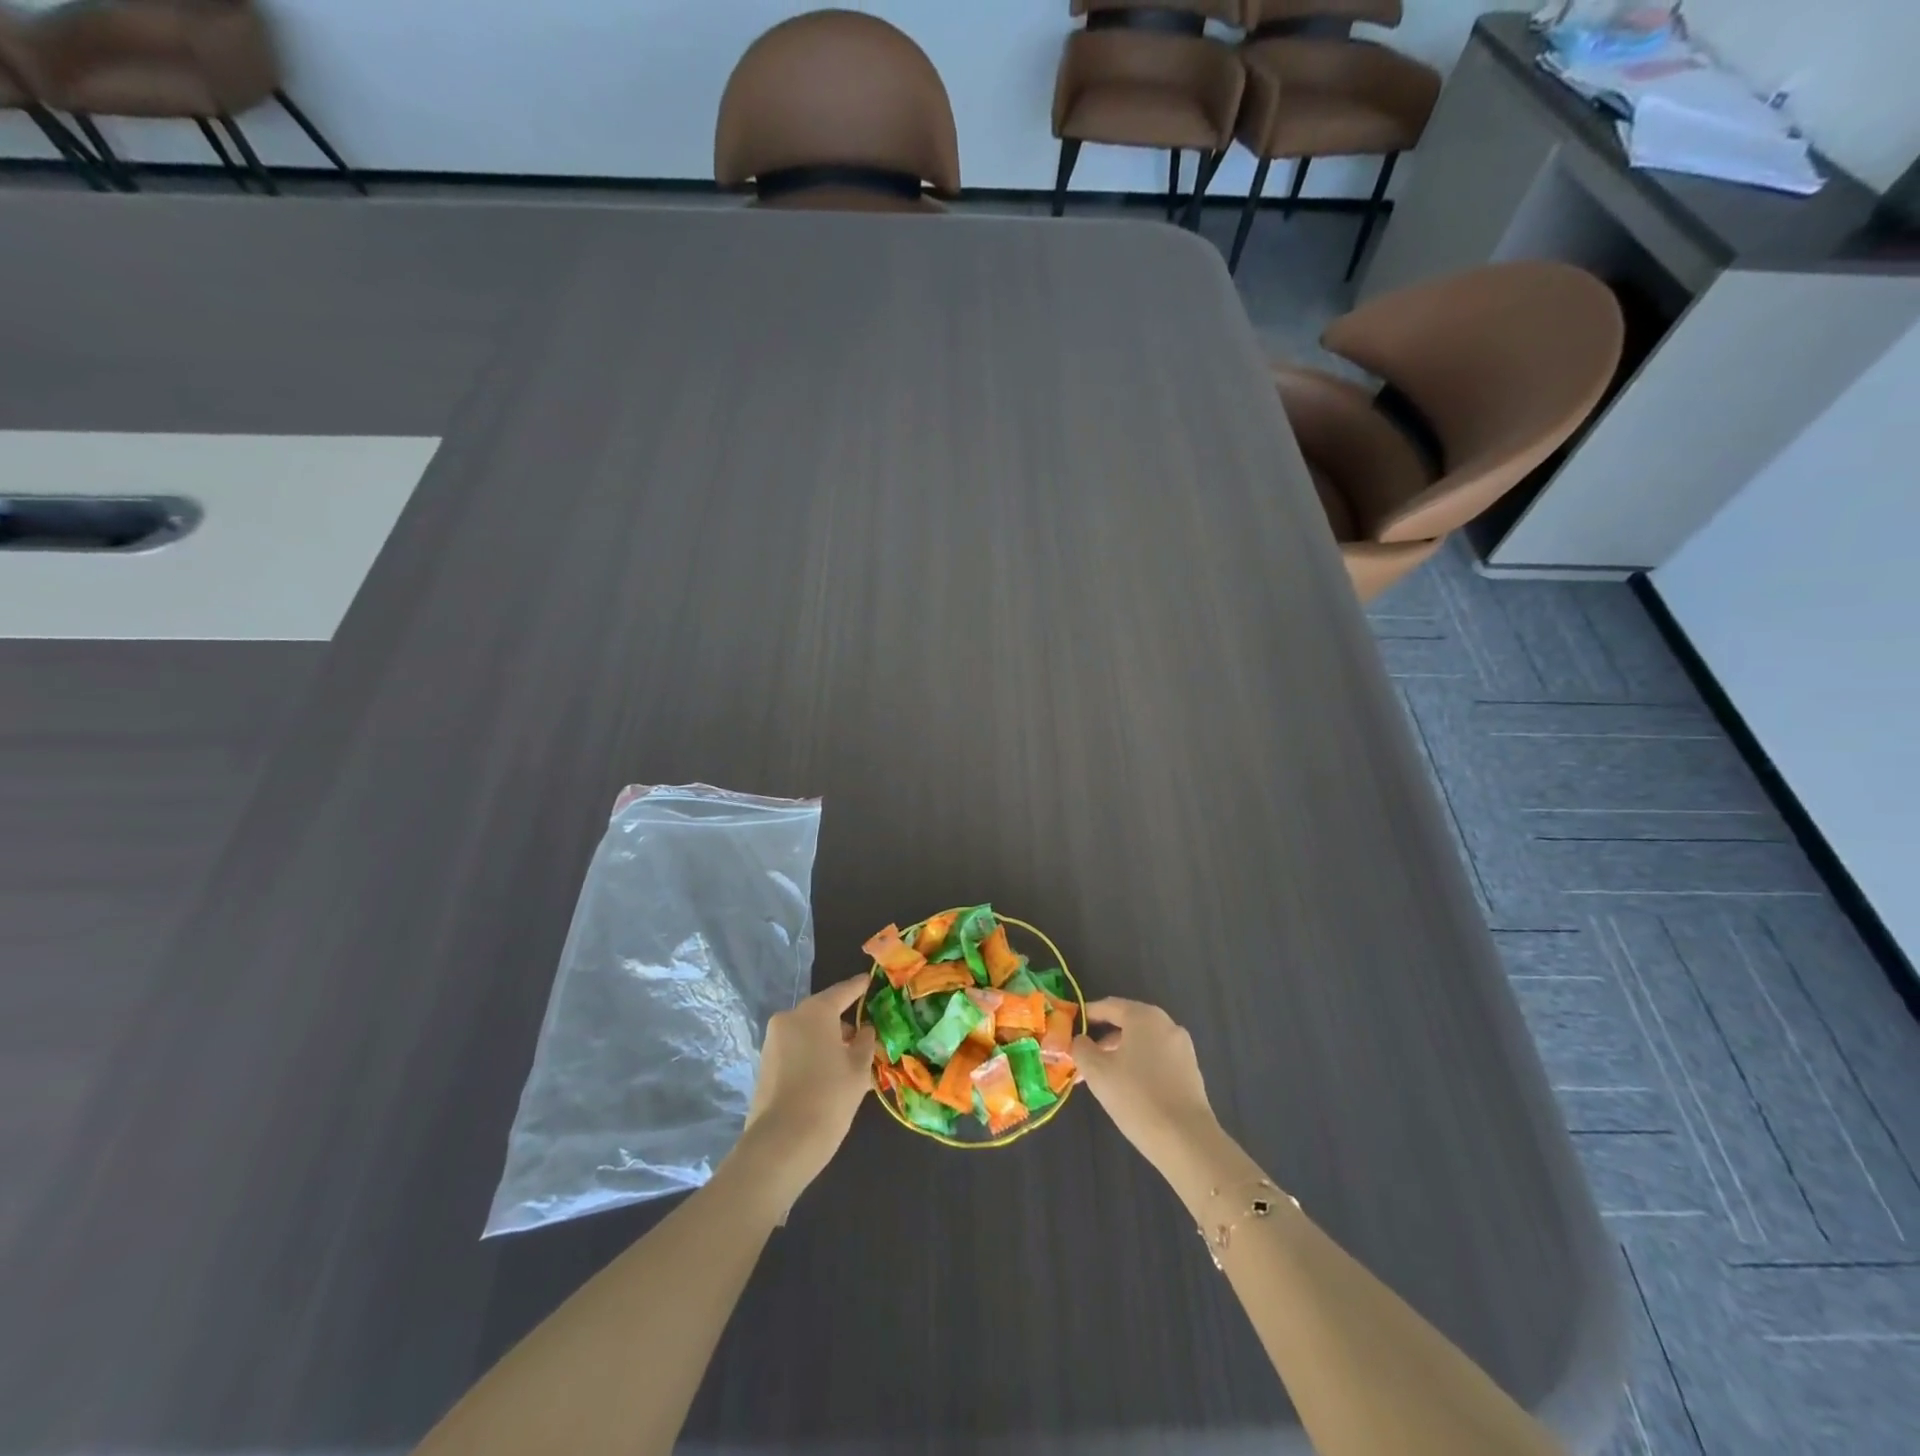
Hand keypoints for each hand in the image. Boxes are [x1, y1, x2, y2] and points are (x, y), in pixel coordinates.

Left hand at [738, 973, 876, 1199]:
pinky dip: (813, 1056)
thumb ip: (865, 1042)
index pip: (843, 991)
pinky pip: (796, 1050)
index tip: (869, 981)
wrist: (781, 1145)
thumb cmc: (829, 1098)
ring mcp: (773, 1042)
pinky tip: (829, 1078)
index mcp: (815, 1012)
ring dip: (827, 1043)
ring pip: (809, 1033)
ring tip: (849, 1066)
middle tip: (864, 1040)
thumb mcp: (858, 1070)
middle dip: (843, 1024)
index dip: (859, 987)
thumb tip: (863, 1030)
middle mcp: (790, 1018)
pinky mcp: (765, 1065)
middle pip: (823, 1013)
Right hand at [1073, 998, 1219, 1168]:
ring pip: (1142, 1043)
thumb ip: (1082, 1049)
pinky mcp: (1190, 1071)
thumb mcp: (1097, 1072)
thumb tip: (1080, 1040)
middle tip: (1083, 1058)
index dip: (1087, 1015)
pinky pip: (1157, 1058)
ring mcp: (1182, 1047)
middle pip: (1127, 1024)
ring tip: (1102, 1078)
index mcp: (1144, 1016)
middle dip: (1102, 1040)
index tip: (1070, 1028)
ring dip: (1120, 1054)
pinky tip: (1128, 1088)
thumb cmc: (1136, 1097)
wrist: (1186, 1140)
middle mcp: (1166, 1024)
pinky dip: (1139, 1065)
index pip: (1109, 1006)